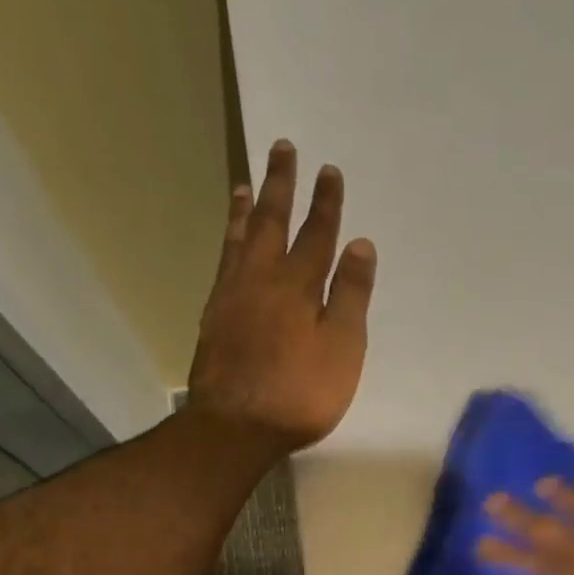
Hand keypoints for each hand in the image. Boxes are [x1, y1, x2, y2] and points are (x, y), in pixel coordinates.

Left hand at [189, 139, 376, 452]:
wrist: (236, 427)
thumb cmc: (300, 393)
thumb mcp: (342, 348)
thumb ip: (350, 296)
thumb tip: (359, 244)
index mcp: (299, 285)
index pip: (317, 234)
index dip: (326, 203)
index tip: (329, 170)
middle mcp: (261, 279)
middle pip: (273, 223)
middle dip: (282, 185)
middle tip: (282, 148)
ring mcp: (232, 296)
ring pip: (240, 239)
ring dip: (247, 209)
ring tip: (246, 183)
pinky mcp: (213, 317)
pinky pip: (223, 263)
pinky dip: (228, 241)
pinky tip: (230, 242)